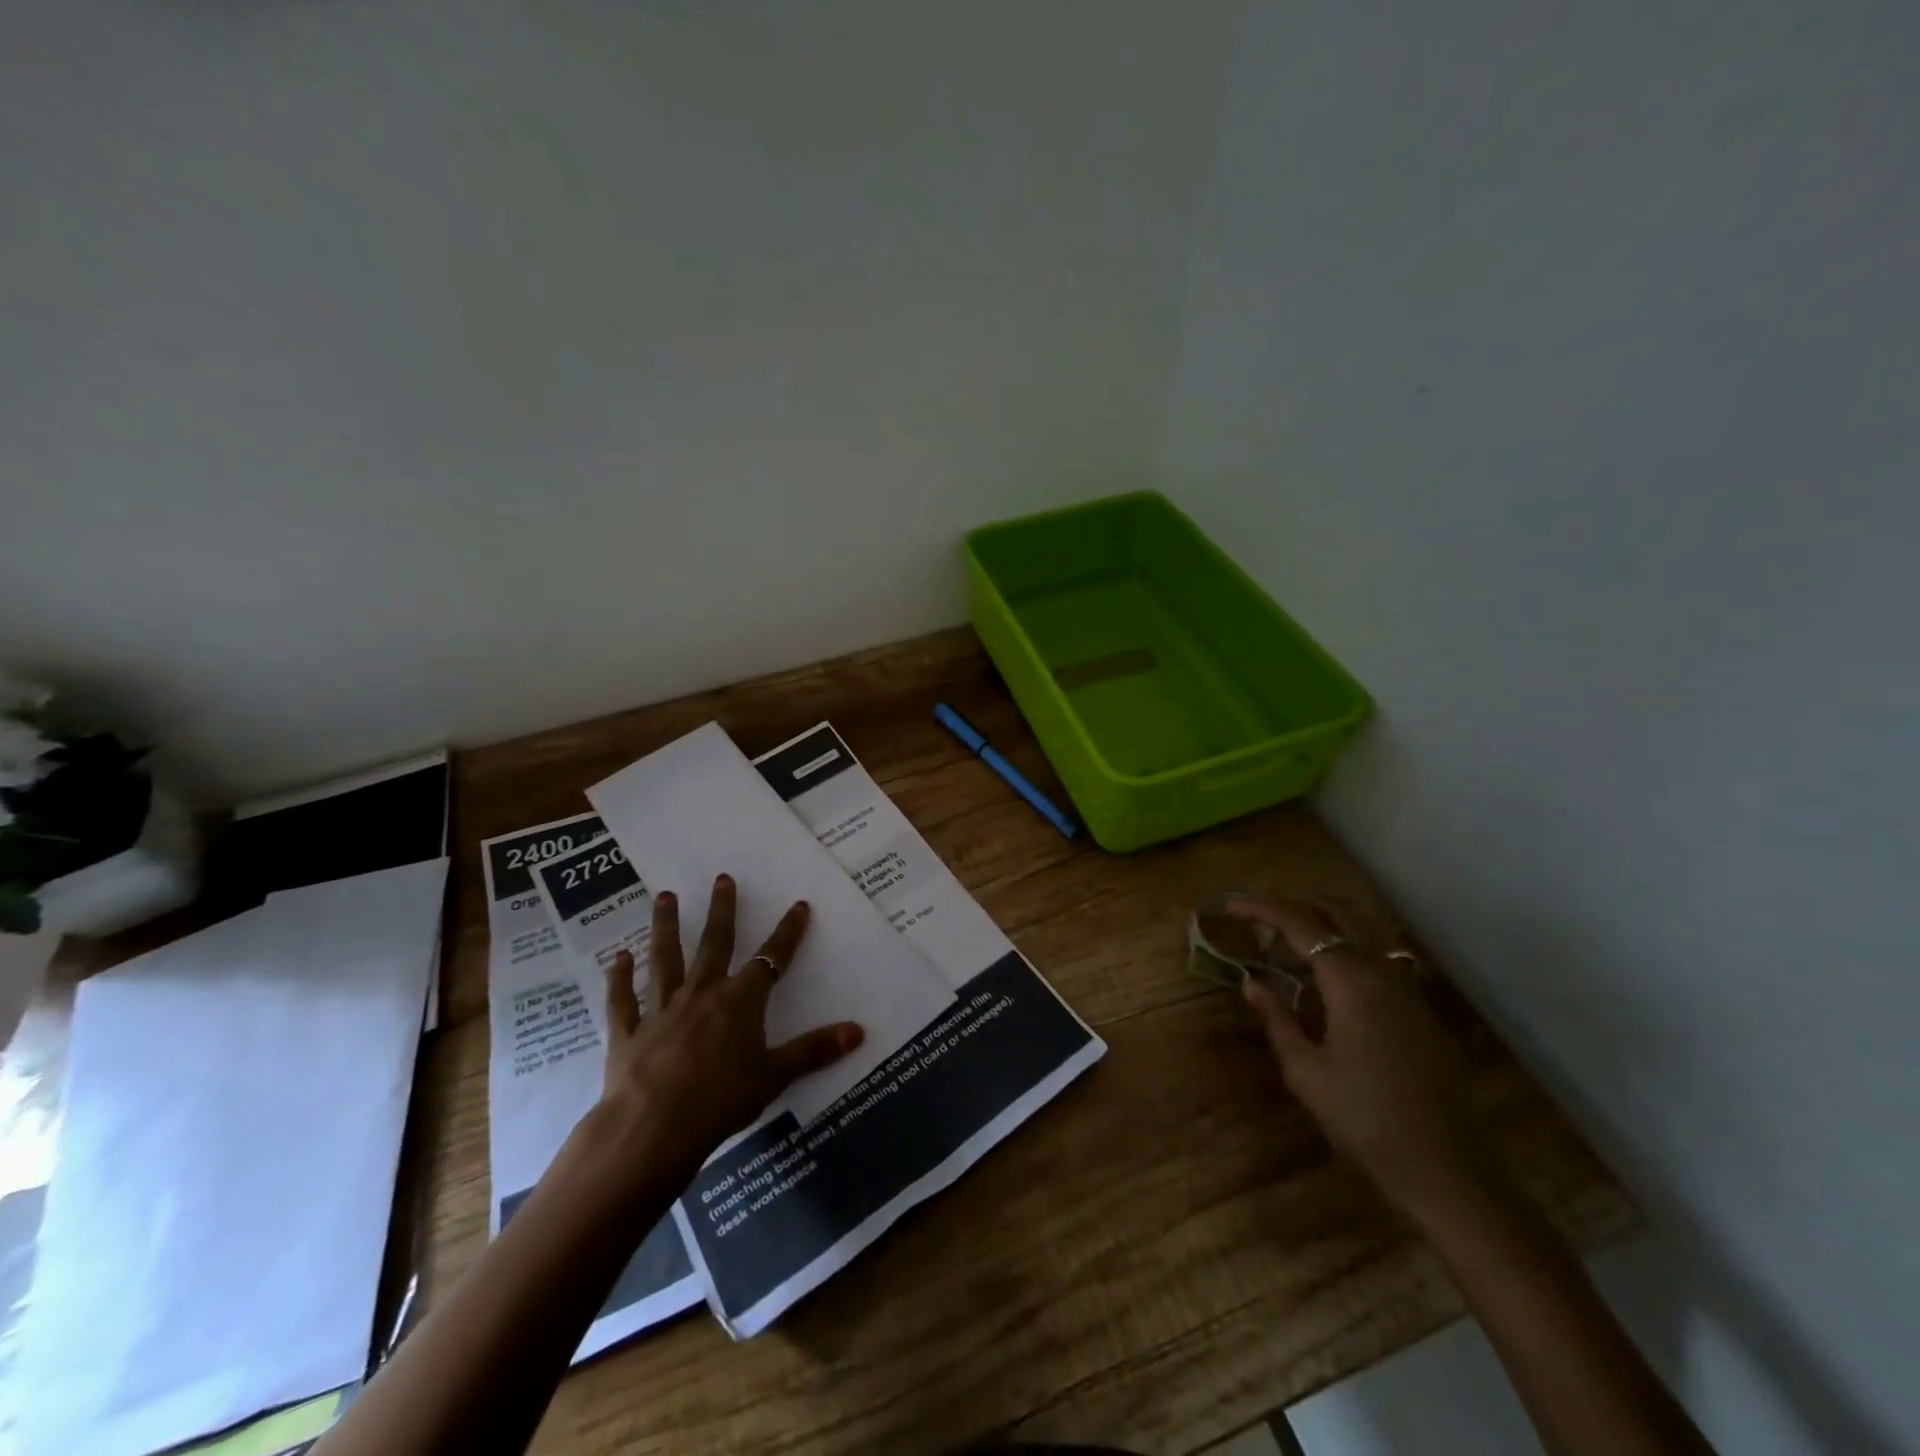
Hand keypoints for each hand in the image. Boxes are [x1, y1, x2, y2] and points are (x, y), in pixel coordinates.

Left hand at [595, 874, 864, 1187]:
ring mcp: (662, 1009)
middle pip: (714, 943)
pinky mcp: (628, 1033)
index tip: (799, 906)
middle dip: (722, 910)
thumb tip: (859, 1030)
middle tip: (721, 878)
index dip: (789, 933)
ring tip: (664, 897)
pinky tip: (617, 958)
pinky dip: (619, 978)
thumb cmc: (722, 1099)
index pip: (772, 959)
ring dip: (665, 927)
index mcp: (741, 1001)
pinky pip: (623, 1000)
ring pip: (665, 959)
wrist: (653, 1127)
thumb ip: (814, 1051)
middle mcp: (702, 993)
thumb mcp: (776, 1075)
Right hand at [1240, 901, 1488, 1222]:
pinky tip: (1328, 981)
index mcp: (1351, 980)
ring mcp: (1409, 990)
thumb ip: (1277, 1018)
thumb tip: (1251, 983)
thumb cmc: (1364, 1119)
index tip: (1232, 907)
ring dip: (1324, 926)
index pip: (1300, 924)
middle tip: (1259, 919)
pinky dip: (1346, 951)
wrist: (1447, 1169)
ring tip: (1289, 944)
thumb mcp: (1305, 1071)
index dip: (1262, 909)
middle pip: (1337, 914)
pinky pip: (1378, 959)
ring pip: (1363, 932)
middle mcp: (1383, 971)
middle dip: (1294, 907)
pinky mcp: (1422, 1012)